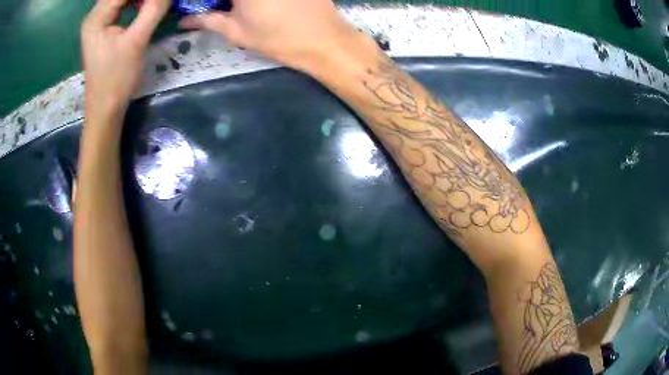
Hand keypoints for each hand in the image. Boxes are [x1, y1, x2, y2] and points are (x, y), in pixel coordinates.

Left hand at [82, 0, 168, 120]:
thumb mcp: (136, 42)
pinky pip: (120, 6)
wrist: (104, 109)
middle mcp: (94, 16)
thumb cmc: (116, 79)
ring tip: (154, 3)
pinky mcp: (102, 29)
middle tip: (158, 2)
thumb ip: (153, 10)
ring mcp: (97, 23)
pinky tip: (146, 5)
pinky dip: (135, 2)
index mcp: (97, 17)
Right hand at [179, 0, 367, 72]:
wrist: (325, 39)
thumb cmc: (277, 38)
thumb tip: (184, 21)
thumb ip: (207, 20)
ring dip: (239, 1)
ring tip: (239, 7)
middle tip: (221, 7)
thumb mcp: (237, 31)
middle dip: (226, 1)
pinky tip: (261, 4)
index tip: (206, 6)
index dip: (206, 1)